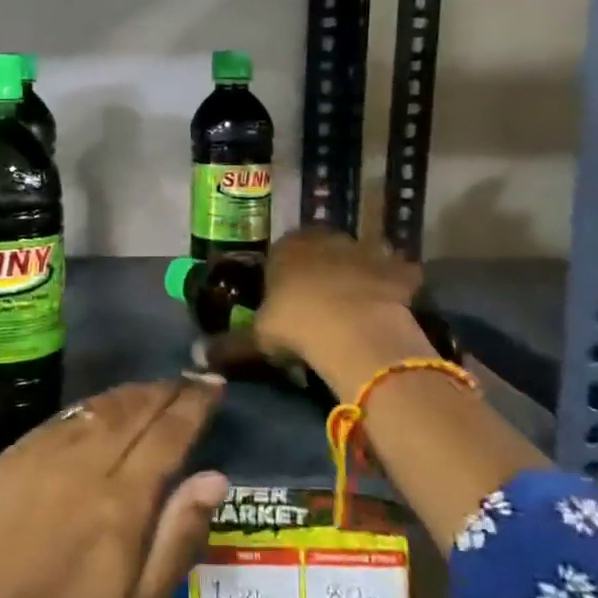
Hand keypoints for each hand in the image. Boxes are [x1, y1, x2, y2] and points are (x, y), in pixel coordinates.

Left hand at [0, 378, 229, 597]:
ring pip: (99, 407)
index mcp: (122, 500)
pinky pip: (64, 416)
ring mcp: (46, 452)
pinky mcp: (17, 453)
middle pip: (134, 410)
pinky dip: (93, 406)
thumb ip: (180, 534)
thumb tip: (215, 477)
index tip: (213, 385)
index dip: (194, 405)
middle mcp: (85, 463)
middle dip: (166, 391)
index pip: (168, 434)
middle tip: (189, 380)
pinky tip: (103, 408)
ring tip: (154, 389)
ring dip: (131, 393)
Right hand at [207, 228, 436, 398]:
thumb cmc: (297, 325)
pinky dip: (395, 288)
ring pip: (359, 257)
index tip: (284, 298)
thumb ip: (229, 345)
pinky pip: (397, 275)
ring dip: (358, 274)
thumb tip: (197, 357)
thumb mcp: (256, 338)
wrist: (356, 331)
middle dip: (321, 270)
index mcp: (286, 248)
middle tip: (319, 303)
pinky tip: (390, 310)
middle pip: (321, 250)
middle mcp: (325, 239)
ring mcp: (366, 250)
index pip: (280, 252)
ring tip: (355, 307)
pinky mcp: (400, 269)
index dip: (282, 275)